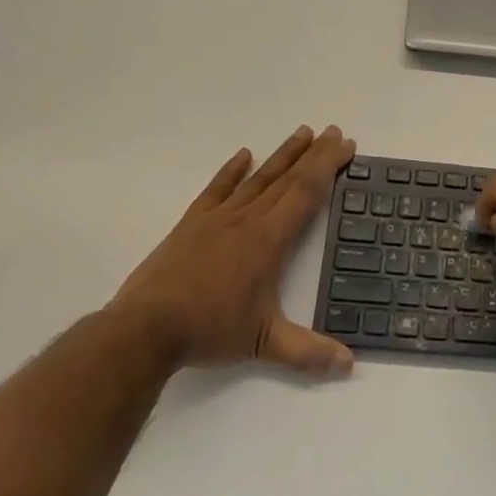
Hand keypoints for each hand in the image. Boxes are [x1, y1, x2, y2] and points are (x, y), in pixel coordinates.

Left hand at [113, 125, 356, 374]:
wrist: (145, 328)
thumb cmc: (210, 329)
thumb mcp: (264, 343)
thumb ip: (308, 352)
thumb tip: (350, 364)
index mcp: (269, 239)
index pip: (306, 193)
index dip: (328, 166)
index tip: (344, 145)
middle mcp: (248, 219)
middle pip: (287, 177)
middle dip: (314, 153)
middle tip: (333, 130)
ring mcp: (217, 218)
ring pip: (258, 178)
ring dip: (282, 154)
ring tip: (301, 132)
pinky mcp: (192, 224)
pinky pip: (216, 189)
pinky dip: (232, 170)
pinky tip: (243, 155)